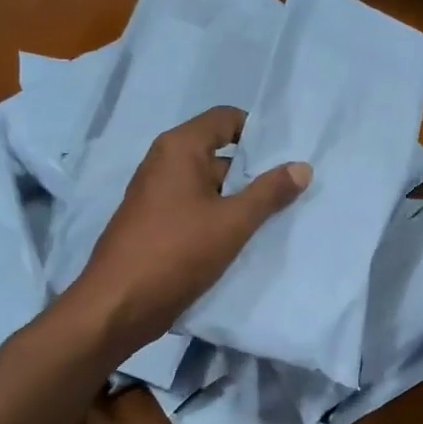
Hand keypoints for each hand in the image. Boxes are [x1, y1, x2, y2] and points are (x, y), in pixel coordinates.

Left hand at [72, 106, 310, 353]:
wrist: (119, 304)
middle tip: (292, 192)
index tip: (287, 157)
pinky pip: (196, 211)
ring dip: (239, 201)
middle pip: (219, 154)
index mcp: (179, 148)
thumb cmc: (177, 252)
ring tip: (277, 218)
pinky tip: (245, 240)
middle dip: (254, 172)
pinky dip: (220, 219)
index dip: (258, 133)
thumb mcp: (233, 222)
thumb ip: (269, 193)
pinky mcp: (156, 225)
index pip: (226, 119)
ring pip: (209, 188)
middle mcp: (164, 164)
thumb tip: (302, 166)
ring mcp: (158, 196)